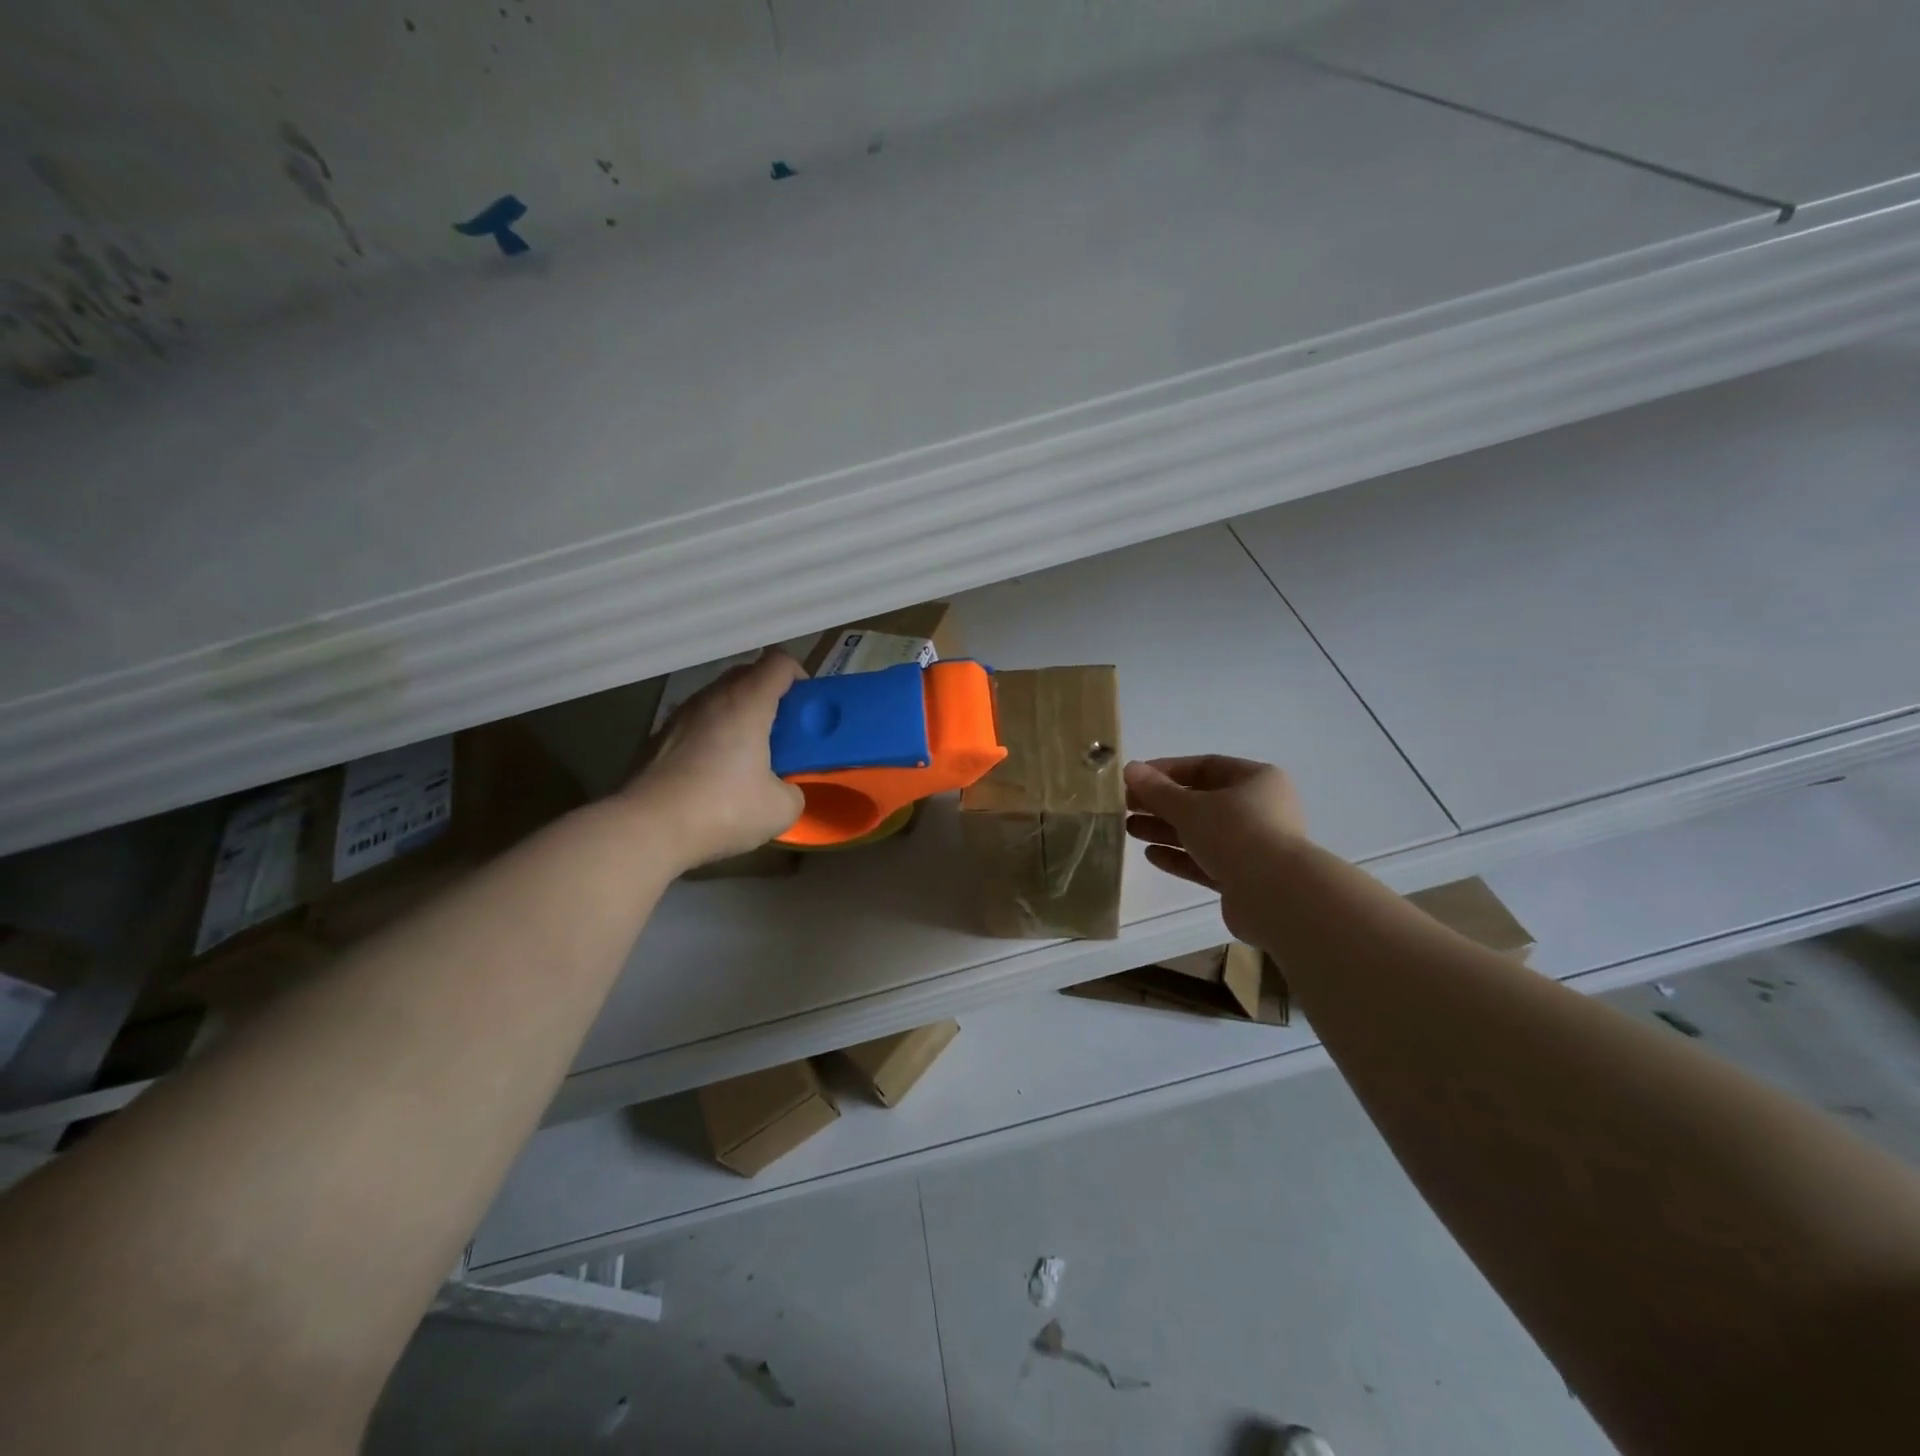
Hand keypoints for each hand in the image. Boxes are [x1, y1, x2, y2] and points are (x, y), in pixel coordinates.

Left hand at [625, 651, 806, 869]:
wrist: (646, 829)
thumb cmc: (722, 809)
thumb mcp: (781, 809)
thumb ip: (792, 789)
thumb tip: (783, 789)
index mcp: (748, 702)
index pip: (780, 662)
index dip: (799, 677)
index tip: (805, 707)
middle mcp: (712, 698)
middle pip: (747, 675)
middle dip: (770, 696)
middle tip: (782, 733)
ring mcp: (679, 716)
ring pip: (718, 700)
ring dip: (737, 717)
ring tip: (746, 756)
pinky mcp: (657, 739)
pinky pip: (695, 725)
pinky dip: (710, 737)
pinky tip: (712, 775)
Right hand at [1124, 756, 1306, 934]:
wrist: (1276, 896)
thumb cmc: (1236, 834)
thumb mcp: (1190, 807)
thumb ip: (1157, 790)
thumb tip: (1130, 768)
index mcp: (1257, 780)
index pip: (1206, 766)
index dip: (1167, 770)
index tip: (1136, 779)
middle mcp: (1260, 809)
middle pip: (1202, 801)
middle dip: (1162, 804)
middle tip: (1127, 806)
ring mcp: (1254, 845)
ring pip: (1202, 832)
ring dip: (1166, 830)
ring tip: (1130, 830)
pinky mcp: (1245, 878)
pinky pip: (1208, 861)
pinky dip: (1181, 857)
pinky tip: (1152, 856)